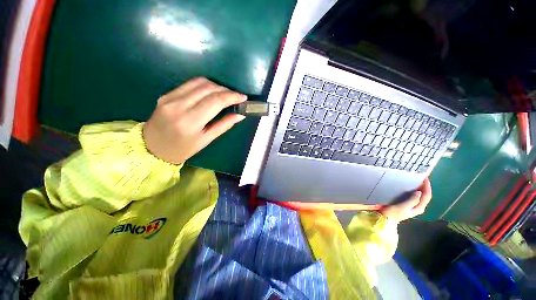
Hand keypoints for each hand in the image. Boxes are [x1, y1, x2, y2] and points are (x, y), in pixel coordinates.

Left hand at [143, 77, 246, 163]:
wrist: (152, 147)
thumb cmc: (182, 149)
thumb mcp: (206, 140)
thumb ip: (224, 125)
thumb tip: (240, 115)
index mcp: (190, 121)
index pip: (215, 101)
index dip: (232, 96)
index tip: (243, 98)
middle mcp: (179, 105)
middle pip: (208, 88)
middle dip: (226, 90)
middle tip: (236, 97)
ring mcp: (170, 97)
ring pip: (199, 82)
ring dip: (217, 86)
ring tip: (225, 95)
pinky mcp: (167, 94)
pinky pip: (190, 84)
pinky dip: (205, 85)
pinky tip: (211, 93)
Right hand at [380, 178, 431, 222]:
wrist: (385, 219)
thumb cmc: (393, 213)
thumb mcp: (402, 207)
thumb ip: (412, 200)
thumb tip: (419, 192)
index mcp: (419, 207)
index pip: (427, 196)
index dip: (427, 187)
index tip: (425, 177)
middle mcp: (418, 207)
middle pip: (425, 195)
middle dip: (425, 186)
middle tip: (421, 177)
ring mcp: (413, 206)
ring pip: (420, 195)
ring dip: (420, 188)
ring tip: (416, 179)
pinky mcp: (407, 205)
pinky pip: (414, 196)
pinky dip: (414, 190)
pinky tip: (410, 186)